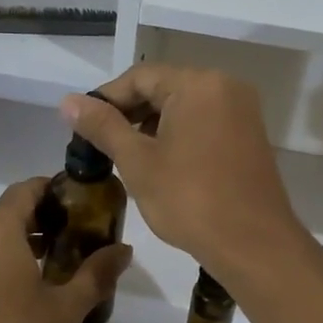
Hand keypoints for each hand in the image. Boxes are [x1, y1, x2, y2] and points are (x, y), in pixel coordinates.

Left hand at [0, 178, 132, 322]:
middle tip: (76, 246)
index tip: (82, 207)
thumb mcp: (63, 314)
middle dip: (41, 225)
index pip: (26, 190)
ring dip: (17, 250)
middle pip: (6, 216)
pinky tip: (16, 302)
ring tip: (51, 277)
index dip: (55, 192)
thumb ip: (95, 275)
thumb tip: (123, 249)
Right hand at [61, 66, 310, 285]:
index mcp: (199, 84)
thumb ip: (103, 126)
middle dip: (129, 113)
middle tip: (100, 145)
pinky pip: (204, 123)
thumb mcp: (138, 162)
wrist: (254, 245)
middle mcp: (226, 87)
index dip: (106, 99)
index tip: (82, 127)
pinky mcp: (249, 137)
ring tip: (125, 157)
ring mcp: (242, 112)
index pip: (140, 77)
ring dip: (152, 127)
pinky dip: (178, 136)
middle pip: (164, 88)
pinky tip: (160, 164)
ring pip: (184, 108)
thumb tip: (68, 102)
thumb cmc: (191, 200)